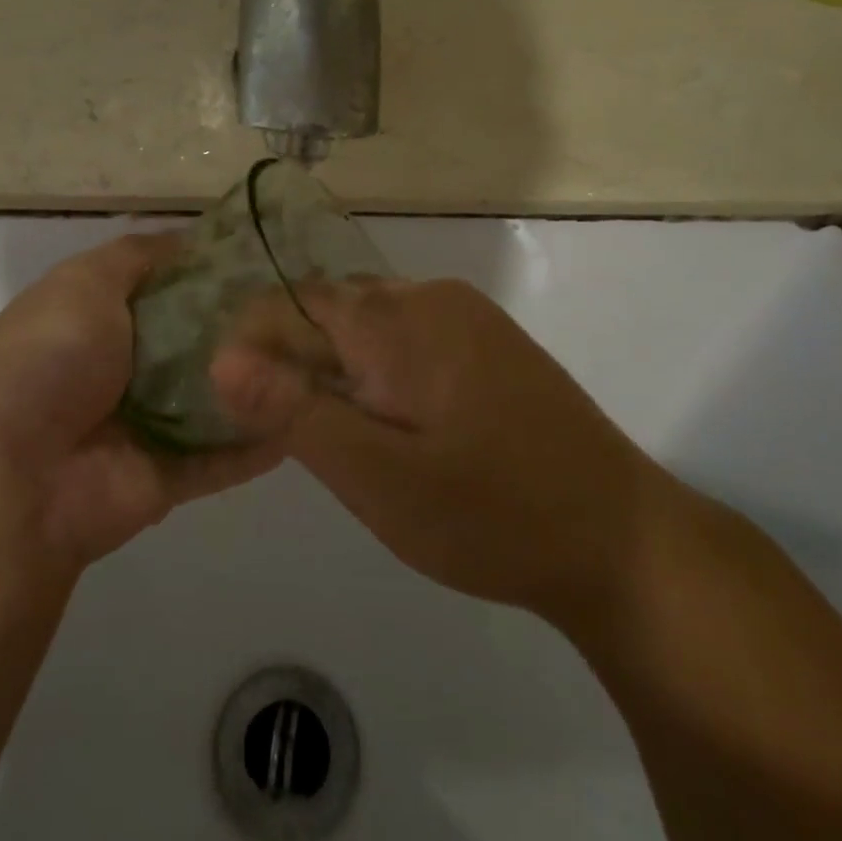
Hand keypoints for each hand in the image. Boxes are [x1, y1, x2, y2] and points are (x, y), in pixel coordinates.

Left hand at [0, 232, 284, 571]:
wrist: (19, 476)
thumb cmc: (51, 361)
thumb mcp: (84, 284)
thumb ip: (136, 257)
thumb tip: (187, 240)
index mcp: (97, 318)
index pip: (166, 284)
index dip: (211, 269)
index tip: (266, 254)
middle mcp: (123, 368)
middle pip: (196, 340)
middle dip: (243, 325)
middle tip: (306, 305)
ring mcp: (146, 425)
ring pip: (215, 399)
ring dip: (257, 383)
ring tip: (322, 356)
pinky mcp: (168, 476)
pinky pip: (223, 456)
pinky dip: (258, 441)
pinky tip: (308, 417)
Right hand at [211, 278, 676, 623]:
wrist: (621, 542)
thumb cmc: (490, 514)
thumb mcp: (376, 476)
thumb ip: (294, 412)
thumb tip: (219, 358)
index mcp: (395, 319)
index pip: (289, 303)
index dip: (252, 348)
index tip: (242, 409)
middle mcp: (429, 298)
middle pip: (328, 309)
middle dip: (294, 361)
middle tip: (290, 436)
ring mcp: (466, 317)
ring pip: (366, 325)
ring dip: (337, 369)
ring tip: (337, 437)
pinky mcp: (489, 343)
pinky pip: (406, 338)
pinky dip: (378, 372)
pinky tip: (391, 426)